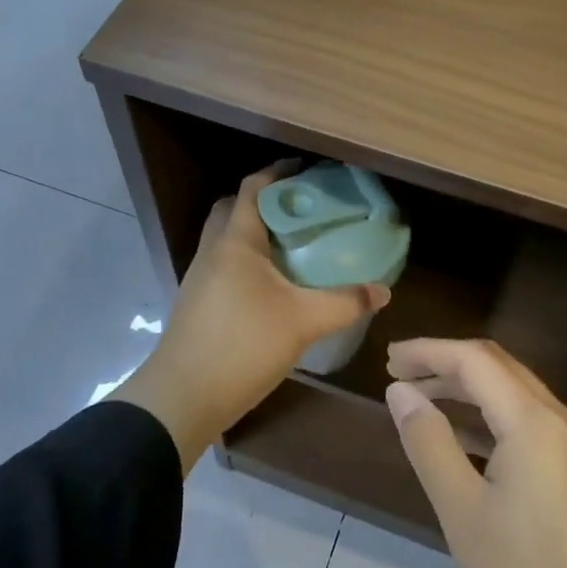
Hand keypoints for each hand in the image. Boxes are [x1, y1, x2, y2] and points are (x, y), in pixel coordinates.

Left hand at [114, 162, 389, 470]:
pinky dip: (246, 261)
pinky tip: (271, 285)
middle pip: (234, 209)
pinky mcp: (197, 302)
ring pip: (226, 239)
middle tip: (299, 209)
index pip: (253, 188)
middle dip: (264, 202)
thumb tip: (383, 292)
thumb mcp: (303, 322)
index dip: (278, 173)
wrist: (183, 396)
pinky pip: (223, 264)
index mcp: (235, 241)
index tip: (306, 171)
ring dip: (254, 233)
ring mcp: (200, 277)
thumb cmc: (243, 345)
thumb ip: (345, 303)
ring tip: (291, 245)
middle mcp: (213, 250)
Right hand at [384, 338, 566, 567]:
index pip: (473, 359)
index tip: (387, 360)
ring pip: (514, 391)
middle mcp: (559, 419)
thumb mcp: (463, 512)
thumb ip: (429, 443)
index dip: (427, 351)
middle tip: (399, 374)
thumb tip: (401, 392)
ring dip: (467, 386)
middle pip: (497, 366)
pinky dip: (489, 412)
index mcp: (533, 421)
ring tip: (421, 398)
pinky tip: (464, 436)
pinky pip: (527, 418)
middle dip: (445, 362)